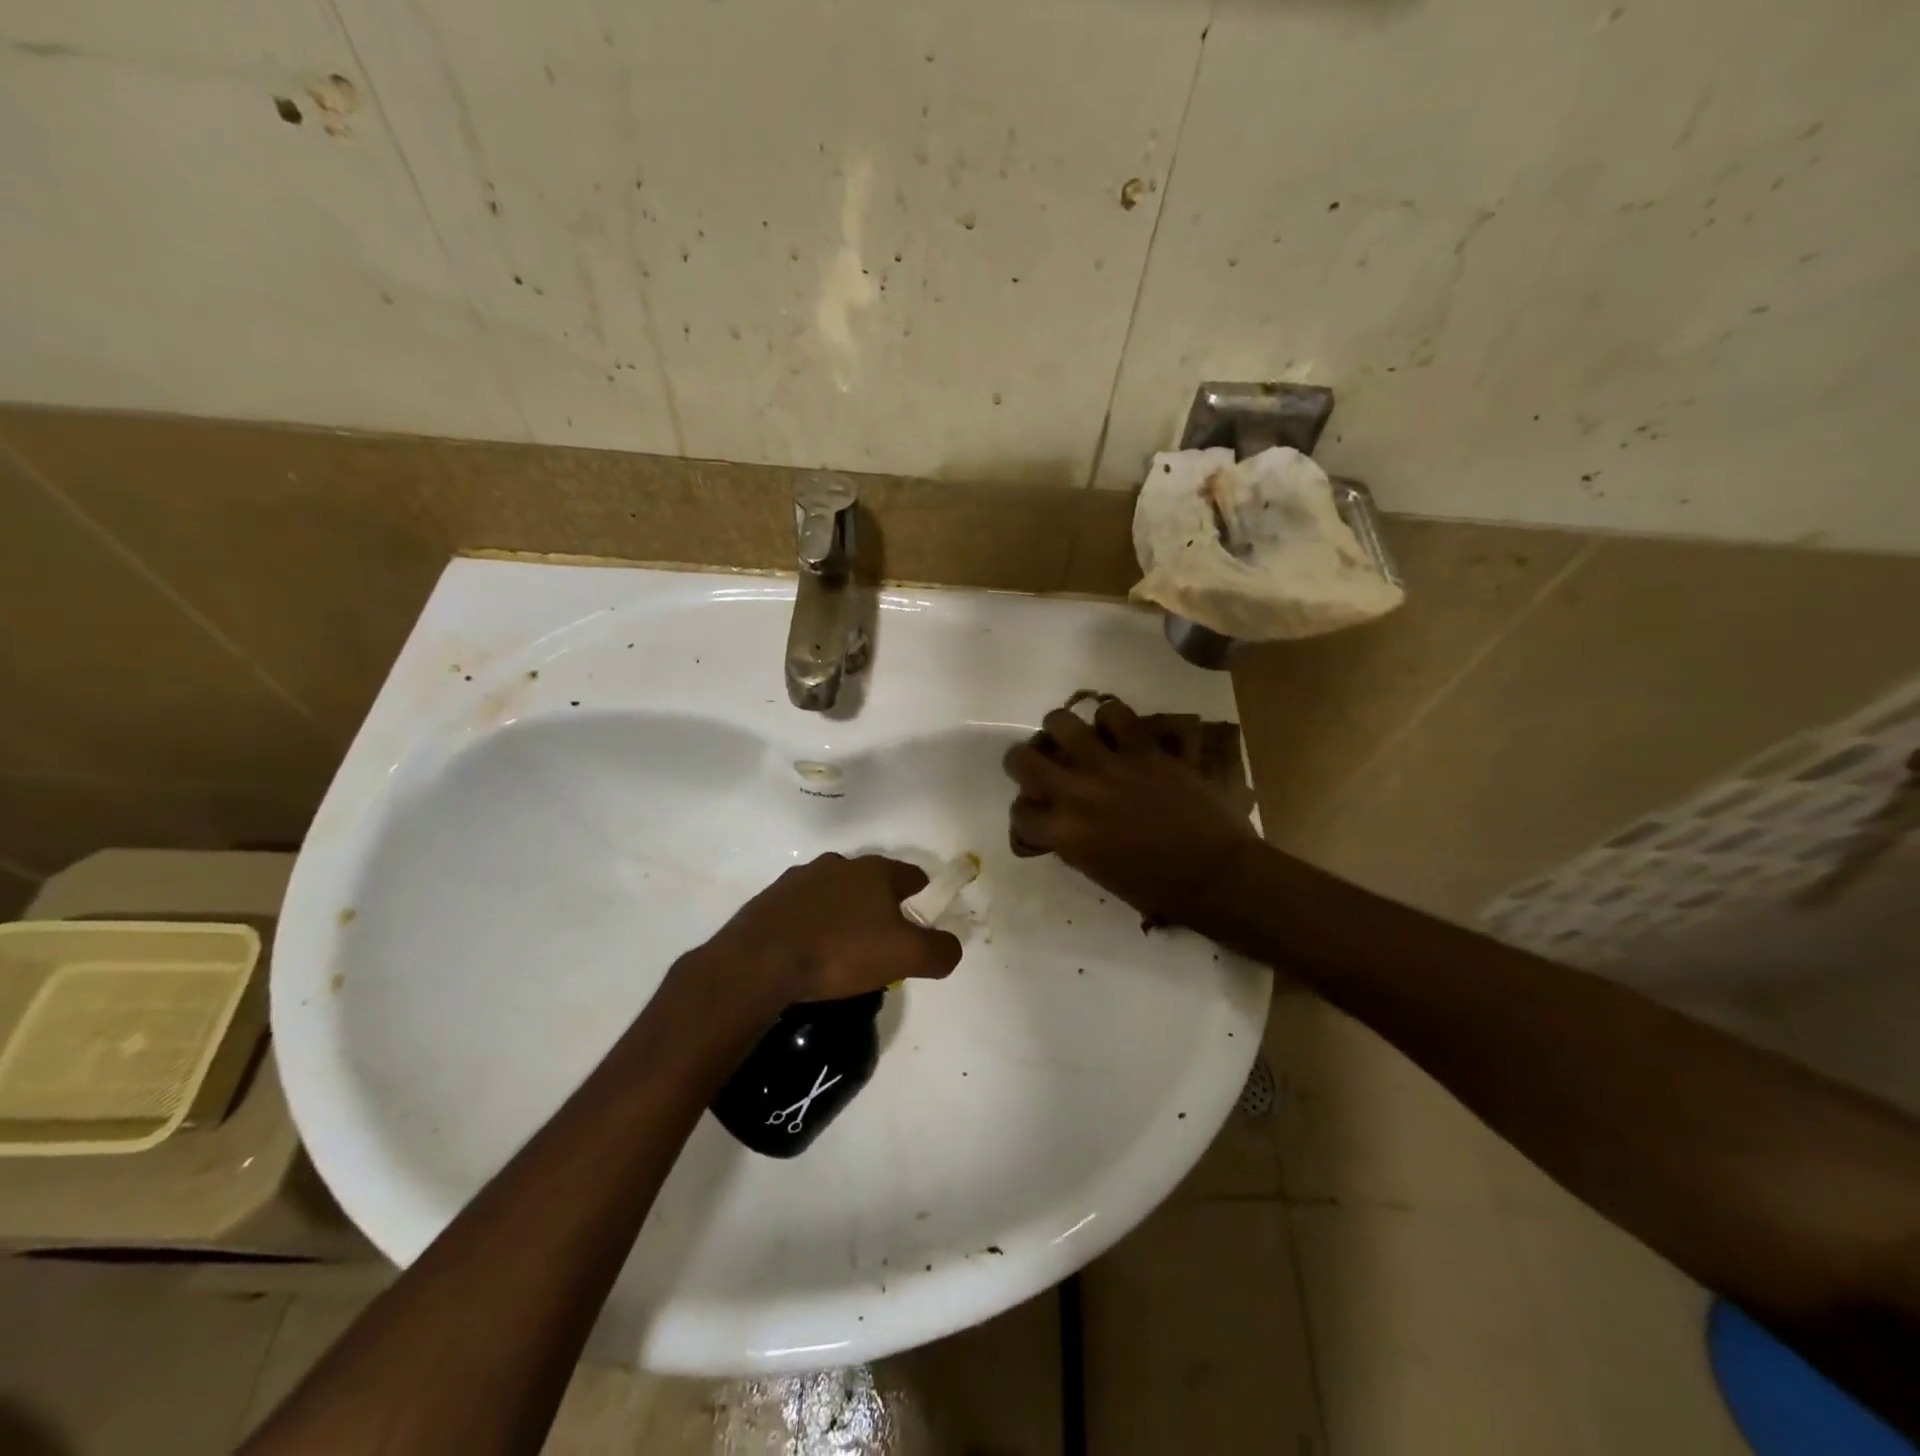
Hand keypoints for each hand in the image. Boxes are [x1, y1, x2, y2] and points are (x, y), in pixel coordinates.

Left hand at [702, 853, 962, 1005]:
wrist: (759, 962)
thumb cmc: (840, 952)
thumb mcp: (905, 956)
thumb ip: (940, 951)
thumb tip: (952, 947)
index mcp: (875, 870)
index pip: (914, 876)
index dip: (924, 900)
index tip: (922, 929)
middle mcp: (839, 864)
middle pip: (874, 885)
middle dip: (882, 910)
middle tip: (883, 947)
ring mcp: (800, 879)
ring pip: (837, 895)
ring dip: (845, 916)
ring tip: (842, 954)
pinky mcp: (771, 899)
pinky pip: (804, 910)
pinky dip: (813, 926)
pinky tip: (808, 954)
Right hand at [1003, 697, 1261, 925]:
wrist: (1216, 874)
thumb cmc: (1157, 887)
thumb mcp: (1097, 871)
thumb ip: (1071, 841)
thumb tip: (1060, 821)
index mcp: (1066, 831)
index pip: (1020, 813)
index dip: (1025, 814)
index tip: (1037, 814)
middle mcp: (1079, 790)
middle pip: (1023, 756)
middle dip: (1025, 758)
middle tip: (1043, 762)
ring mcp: (1114, 764)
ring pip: (1066, 721)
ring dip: (1068, 729)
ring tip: (1082, 739)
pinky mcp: (1149, 749)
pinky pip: (1120, 714)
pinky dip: (1116, 720)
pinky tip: (1121, 730)